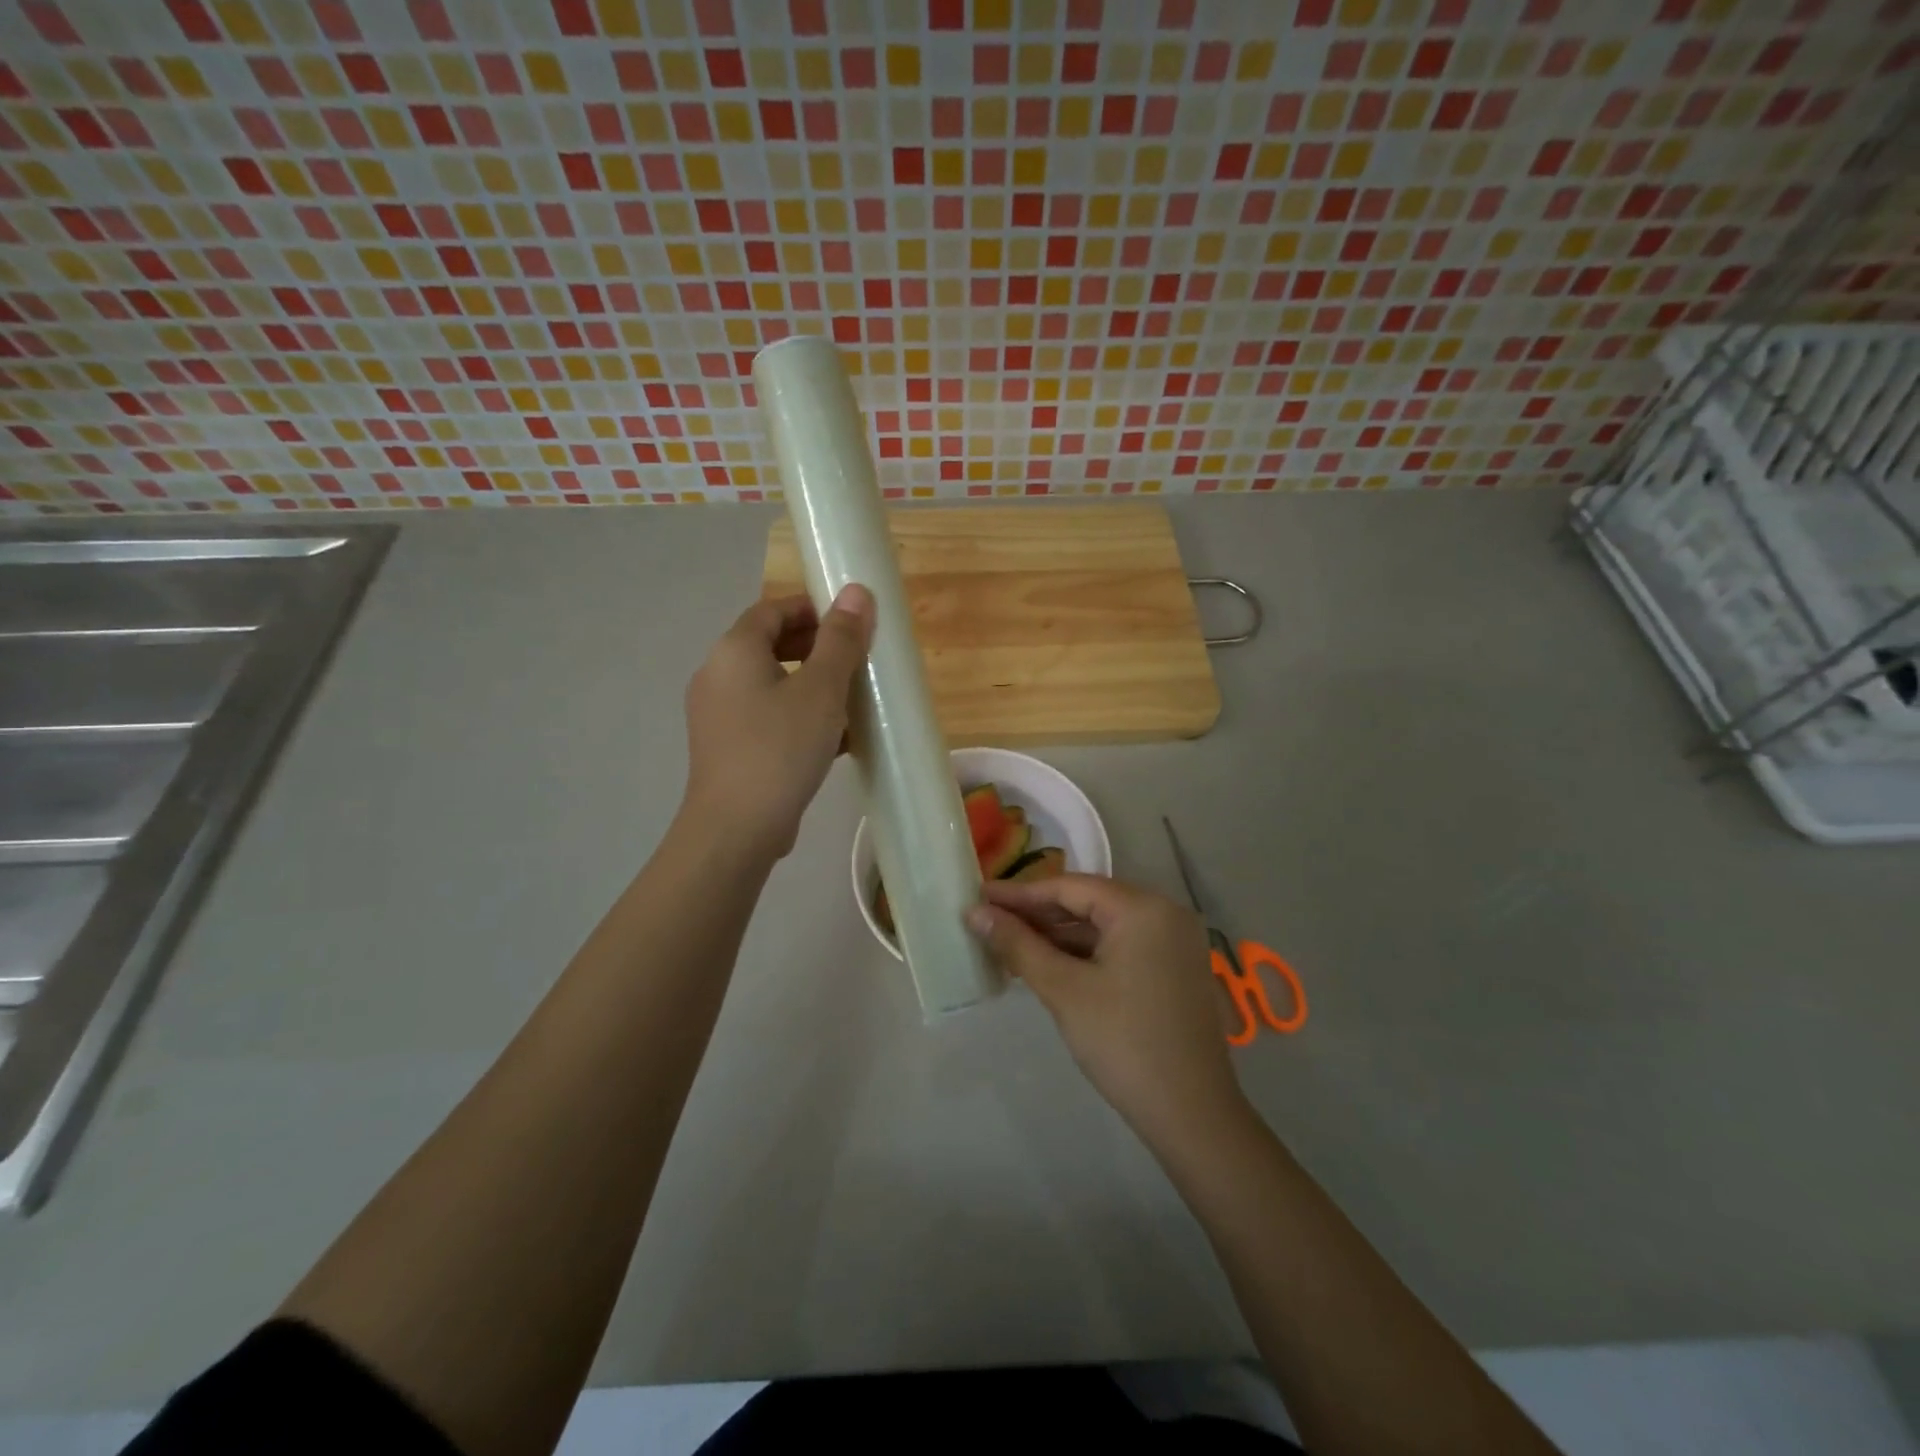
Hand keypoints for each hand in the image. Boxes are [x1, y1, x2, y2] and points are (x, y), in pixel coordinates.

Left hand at [681, 586, 873, 860]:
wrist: (737, 828)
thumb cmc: (781, 748)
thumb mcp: (822, 690)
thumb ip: (841, 639)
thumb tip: (855, 591)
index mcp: (734, 651)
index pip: (771, 610)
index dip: (811, 609)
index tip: (849, 623)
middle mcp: (717, 676)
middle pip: (768, 645)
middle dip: (814, 648)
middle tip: (855, 661)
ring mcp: (717, 715)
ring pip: (770, 684)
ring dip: (809, 684)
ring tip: (850, 701)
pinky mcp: (726, 748)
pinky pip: (766, 717)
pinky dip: (796, 715)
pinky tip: (833, 739)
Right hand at [967, 875, 1244, 1140]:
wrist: (1192, 1115)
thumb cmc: (1123, 1043)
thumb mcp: (1064, 990)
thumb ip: (1018, 945)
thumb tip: (974, 913)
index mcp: (1143, 908)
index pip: (1070, 886)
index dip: (1021, 892)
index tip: (980, 896)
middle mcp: (1165, 913)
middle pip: (1089, 903)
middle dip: (1038, 914)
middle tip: (989, 919)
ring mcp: (1174, 943)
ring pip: (1104, 927)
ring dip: (1059, 935)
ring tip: (1009, 943)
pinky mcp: (1174, 970)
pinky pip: (1121, 947)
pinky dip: (1085, 953)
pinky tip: (1049, 963)